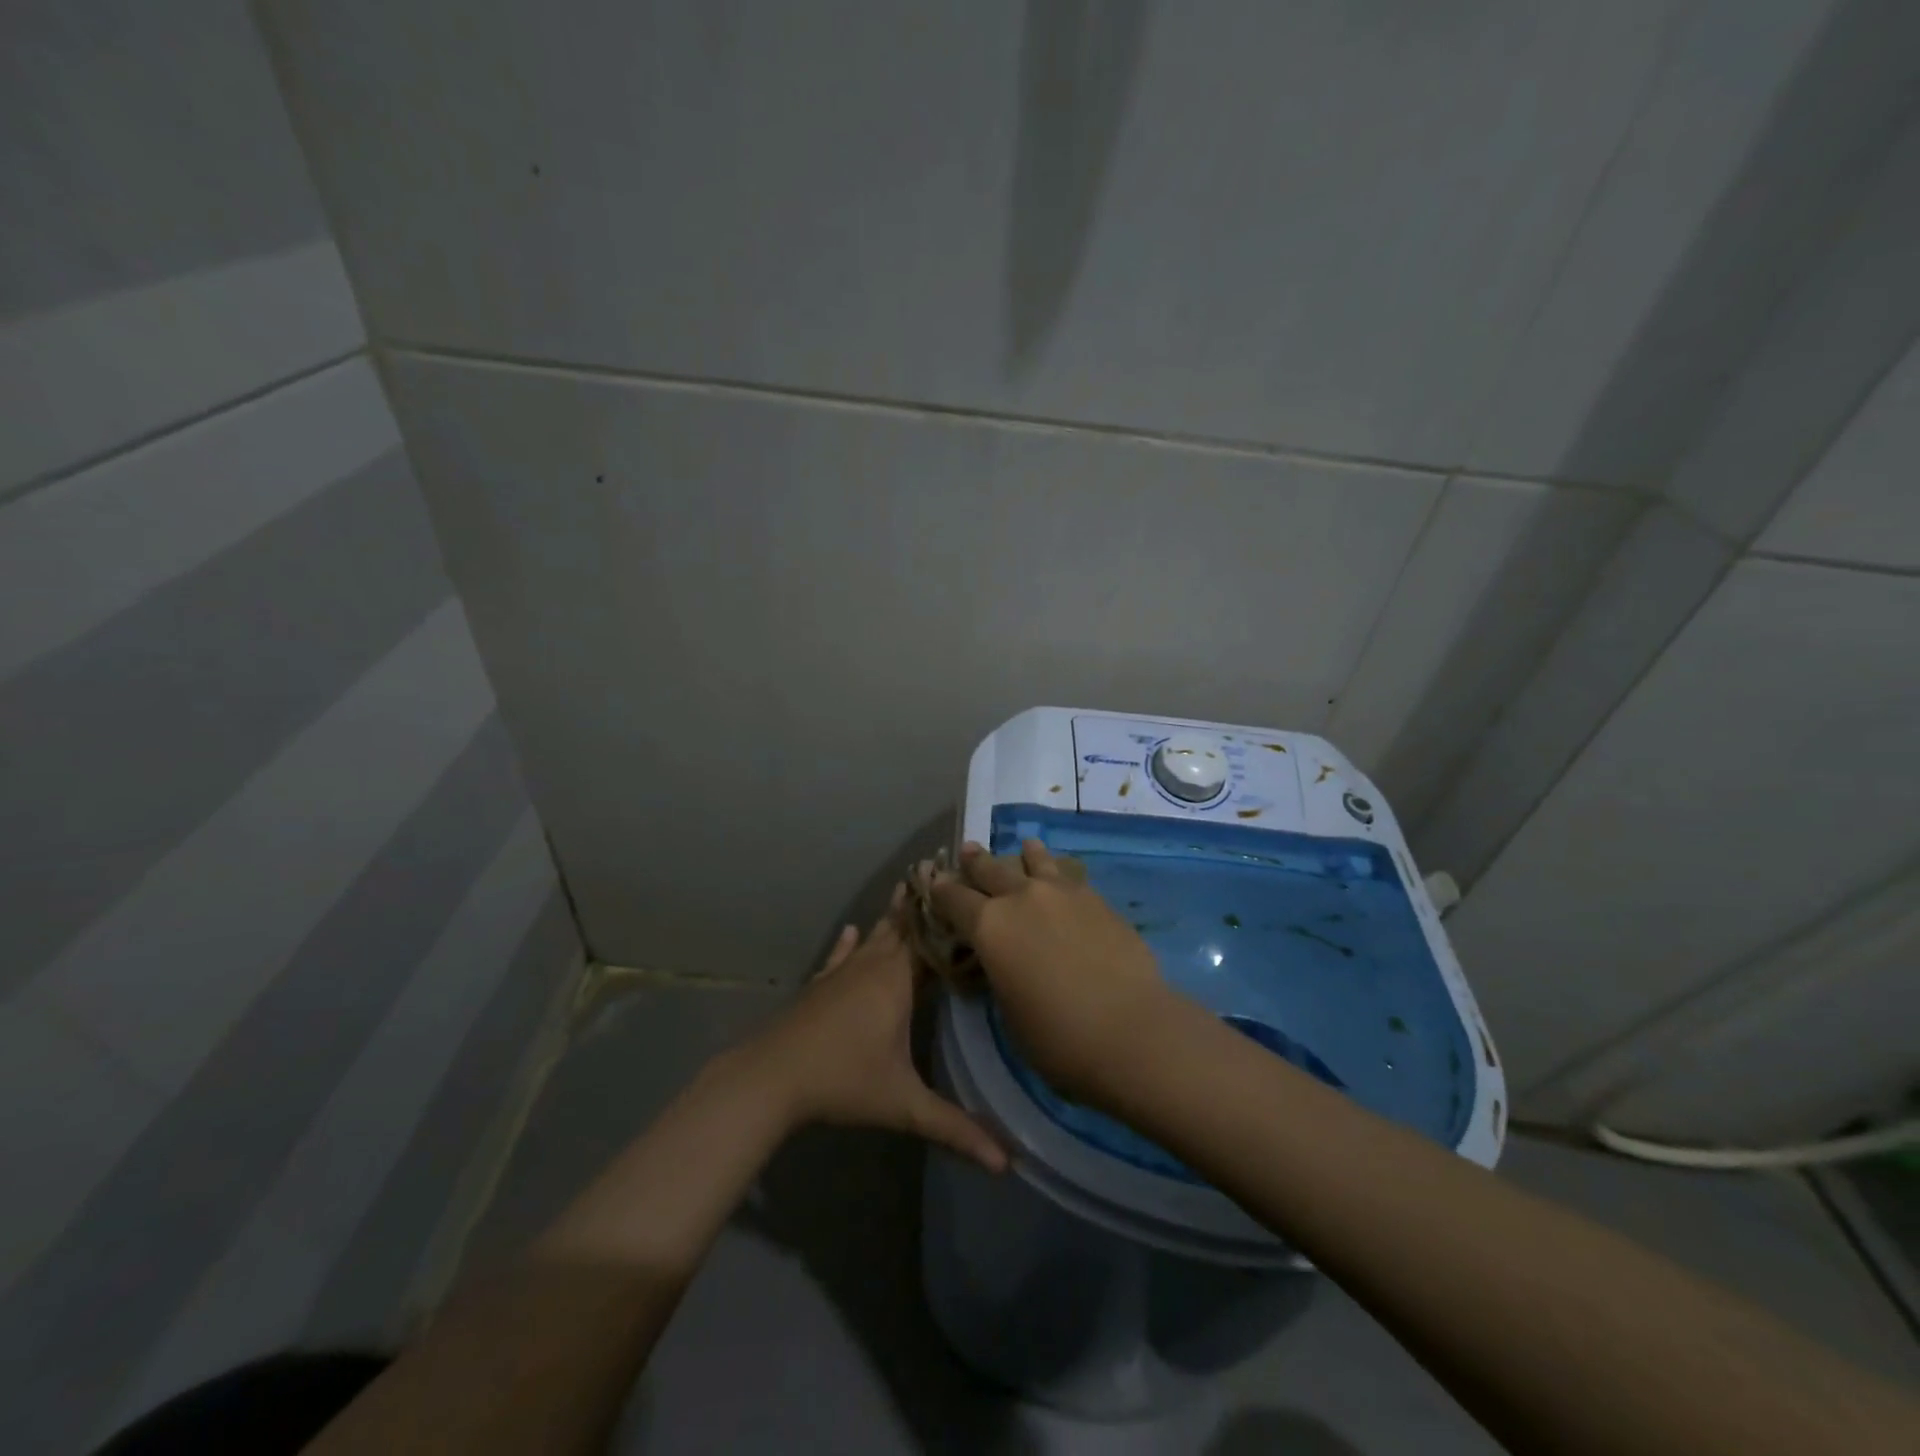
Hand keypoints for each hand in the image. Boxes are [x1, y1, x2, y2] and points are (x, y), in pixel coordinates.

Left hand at [747, 890, 1007, 1171]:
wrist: (772, 1076)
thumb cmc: (843, 1081)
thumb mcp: (904, 1105)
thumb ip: (956, 1129)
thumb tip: (1009, 1165)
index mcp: (899, 981)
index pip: (934, 940)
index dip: (953, 919)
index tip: (974, 892)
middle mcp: (873, 965)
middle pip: (905, 927)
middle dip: (927, 904)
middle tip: (948, 872)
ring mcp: (843, 972)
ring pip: (875, 934)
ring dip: (894, 914)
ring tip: (910, 885)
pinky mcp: (821, 984)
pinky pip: (840, 954)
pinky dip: (849, 941)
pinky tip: (850, 929)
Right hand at [930, 839, 1185, 1107]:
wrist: (1130, 1029)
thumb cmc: (1058, 1037)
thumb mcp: (1009, 1010)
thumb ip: (1000, 973)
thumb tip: (1003, 958)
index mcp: (989, 927)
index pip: (954, 898)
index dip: (941, 889)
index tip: (934, 880)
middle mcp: (1021, 898)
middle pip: (991, 869)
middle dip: (976, 861)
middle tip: (969, 850)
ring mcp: (1062, 893)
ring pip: (1035, 861)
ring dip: (1024, 855)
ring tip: (1024, 849)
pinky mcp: (1096, 899)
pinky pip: (1068, 875)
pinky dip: (1057, 872)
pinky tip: (1061, 877)